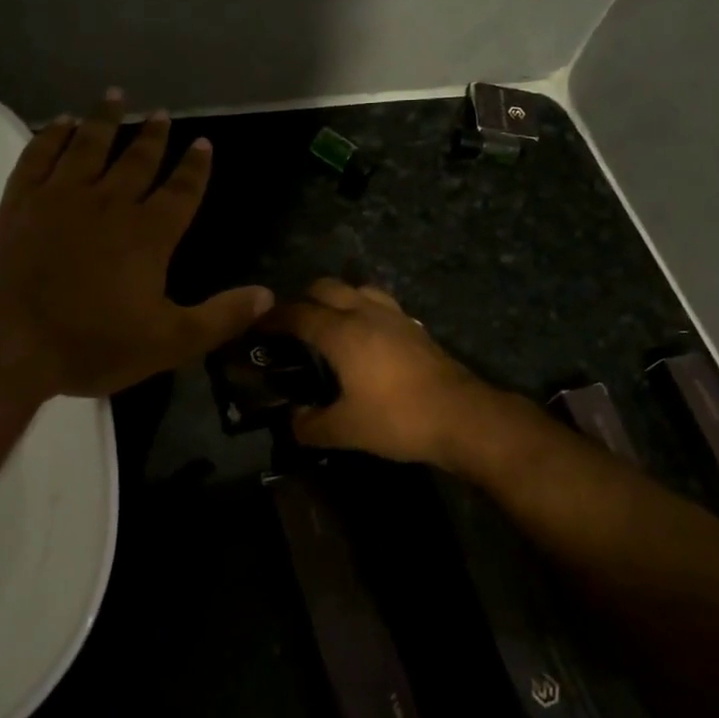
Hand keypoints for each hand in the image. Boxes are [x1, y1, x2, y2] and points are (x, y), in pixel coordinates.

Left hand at [0, 92, 272, 398]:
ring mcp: (60, 197)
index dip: (195, 167)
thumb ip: (221, 317)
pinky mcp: (20, 202)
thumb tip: (268, 295)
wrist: (5, 342)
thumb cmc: (91, 344)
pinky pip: (40, 155)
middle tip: (162, 113)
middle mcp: (109, 204)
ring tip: (115, 96)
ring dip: (105, 120)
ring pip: (89, 146)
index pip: (181, 191)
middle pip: (137, 160)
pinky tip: (61, 123)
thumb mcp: (169, 342)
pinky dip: (53, 135)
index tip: (203, 142)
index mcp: (149, 235)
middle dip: (153, 136)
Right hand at [265, 279, 494, 466]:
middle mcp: (365, 312)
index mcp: (341, 332)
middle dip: (303, 299)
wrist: (461, 416)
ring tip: (329, 323)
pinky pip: (380, 304)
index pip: (298, 313)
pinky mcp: (414, 327)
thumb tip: (293, 421)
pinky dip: (363, 309)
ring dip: (337, 297)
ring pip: (357, 289)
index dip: (273, 317)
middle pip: (326, 287)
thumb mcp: (346, 430)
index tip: (256, 325)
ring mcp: (394, 316)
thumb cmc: (397, 418)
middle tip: (291, 324)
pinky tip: (366, 336)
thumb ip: (311, 426)